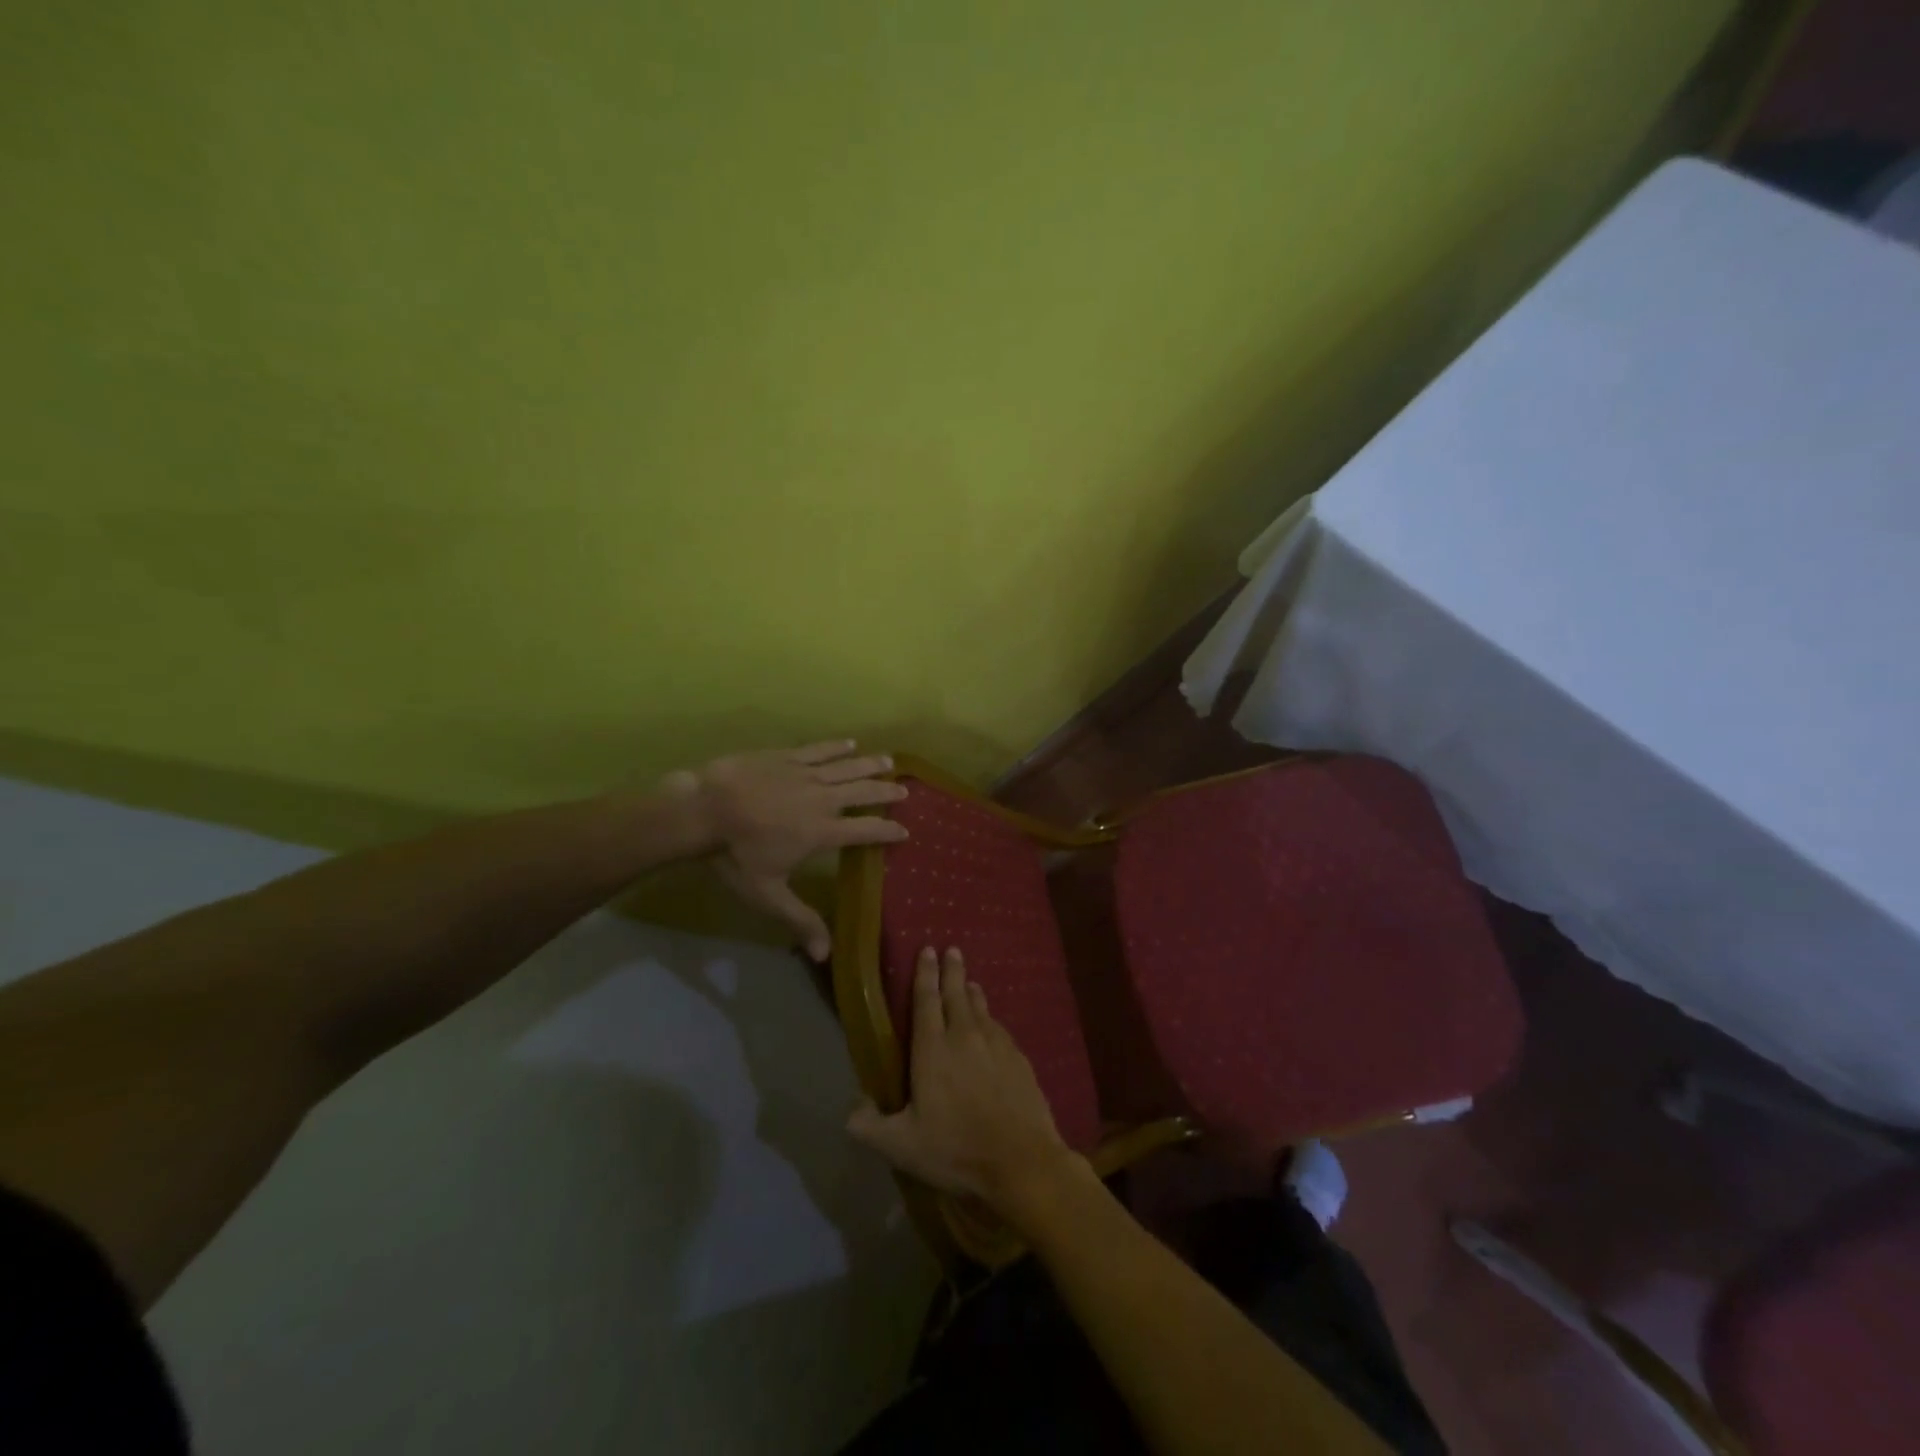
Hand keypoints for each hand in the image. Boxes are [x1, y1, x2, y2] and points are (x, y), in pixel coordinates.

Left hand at [684, 740, 907, 960]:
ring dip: (870, 764)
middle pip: (863, 793)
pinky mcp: (787, 756)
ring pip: (847, 766)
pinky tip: (850, 743)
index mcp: (822, 832)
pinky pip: (819, 749)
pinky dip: (837, 746)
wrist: (703, 809)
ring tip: (889, 761)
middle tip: (905, 791)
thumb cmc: (735, 855)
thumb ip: (800, 920)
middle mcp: (823, 800)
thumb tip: (826, 955)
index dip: (887, 831)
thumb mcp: (768, 894)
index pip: (864, 831)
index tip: (906, 831)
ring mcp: (805, 774)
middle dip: (886, 793)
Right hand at [848, 947, 1086, 1222]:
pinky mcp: (1019, 1058)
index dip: (925, 974)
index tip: (927, 949)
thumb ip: (869, 1126)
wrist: (1022, 1160)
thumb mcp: (901, 1146)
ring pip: (981, 1008)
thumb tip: (851, 1107)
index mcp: (933, 1049)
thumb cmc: (956, 1149)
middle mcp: (965, 1036)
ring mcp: (996, 1044)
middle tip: (951, 949)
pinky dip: (991, 1017)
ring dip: (972, 991)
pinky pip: (999, 1027)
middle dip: (951, 970)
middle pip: (956, 993)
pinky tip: (991, 1023)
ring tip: (969, 981)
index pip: (926, 1000)